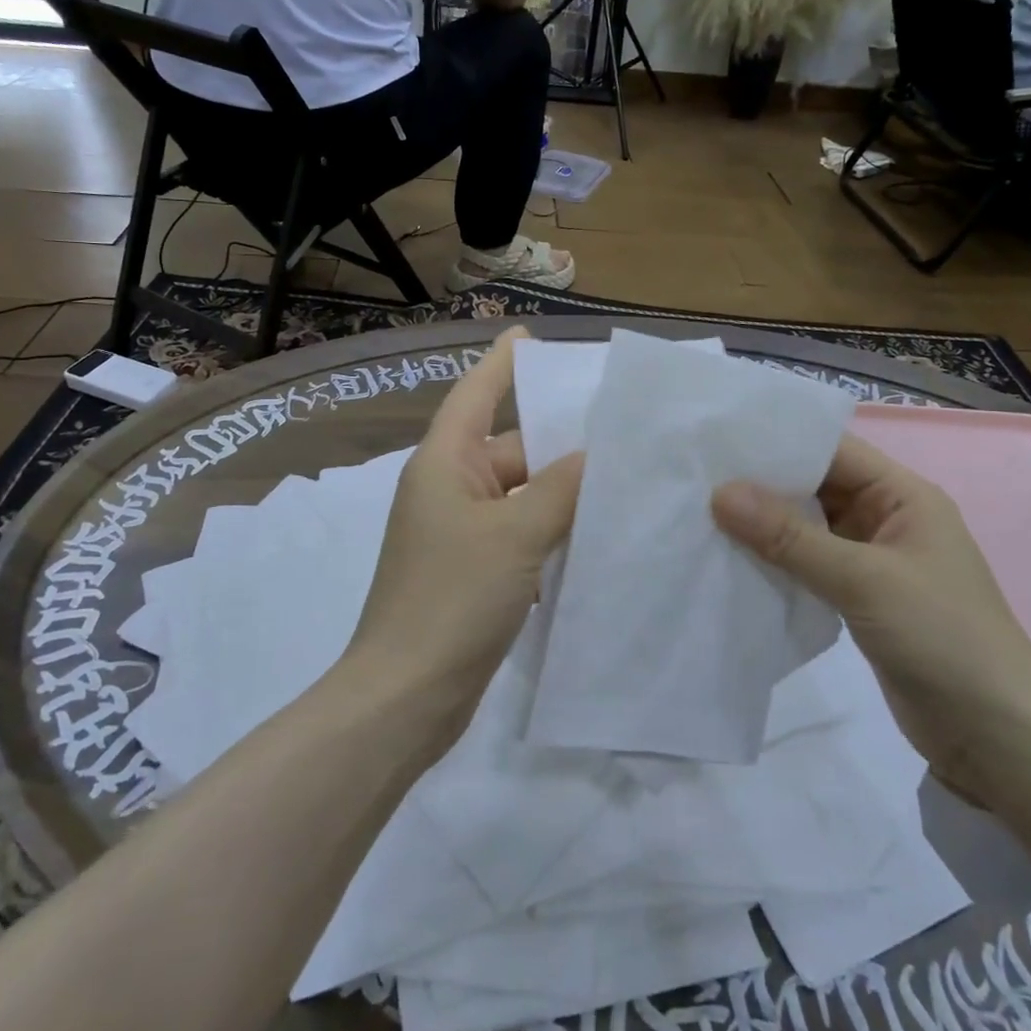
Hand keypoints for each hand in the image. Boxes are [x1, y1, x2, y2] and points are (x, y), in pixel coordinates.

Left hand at [342, 327, 584, 739]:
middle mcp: (448, 489)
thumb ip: (559, 488)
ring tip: (623, 484)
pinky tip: (595, 540)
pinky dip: (551, 533)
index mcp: (444, 463)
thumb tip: (592, 457)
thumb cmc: (453, 596)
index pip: (475, 396)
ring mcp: (459, 534)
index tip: (527, 336)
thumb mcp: (515, 533)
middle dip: (560, 447)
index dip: (500, 363)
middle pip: (511, 450)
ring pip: (520, 496)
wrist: (408, 694)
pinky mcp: (472, 572)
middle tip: (623, 437)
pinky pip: (519, 535)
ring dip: (562, 495)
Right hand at [711, 434, 1030, 808]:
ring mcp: (872, 561)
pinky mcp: (859, 599)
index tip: (718, 440)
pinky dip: (774, 562)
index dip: (777, 441)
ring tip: (700, 514)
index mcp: (902, 495)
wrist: (999, 739)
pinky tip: (731, 561)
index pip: (831, 450)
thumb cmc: (943, 639)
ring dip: (763, 526)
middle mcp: (886, 519)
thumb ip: (789, 537)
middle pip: (815, 487)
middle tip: (695, 477)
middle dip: (761, 484)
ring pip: (807, 528)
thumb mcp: (863, 579)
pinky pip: (808, 566)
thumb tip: (720, 493)